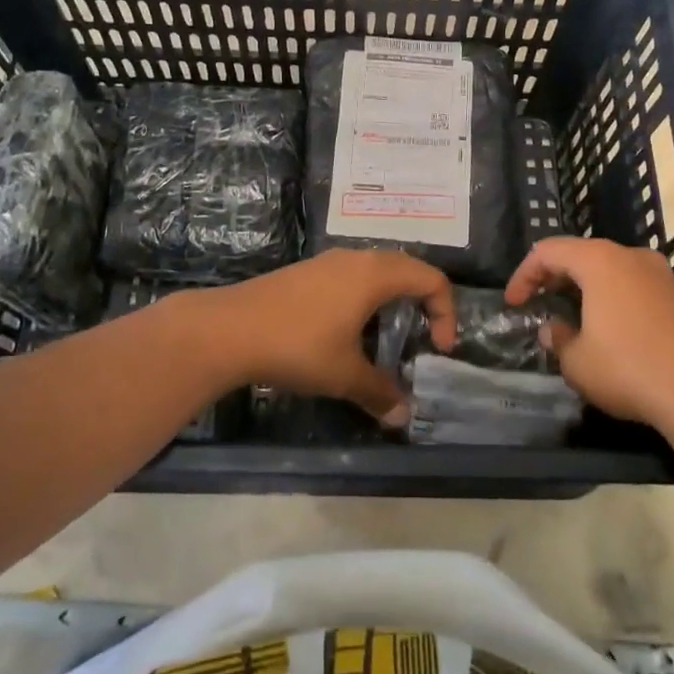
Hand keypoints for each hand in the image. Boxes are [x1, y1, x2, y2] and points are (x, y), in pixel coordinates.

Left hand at [188, 251, 455, 426]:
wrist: (227, 329)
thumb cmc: (297, 346)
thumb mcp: (343, 375)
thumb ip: (379, 392)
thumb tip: (403, 415)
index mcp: (375, 275)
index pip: (432, 279)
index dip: (446, 312)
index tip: (439, 348)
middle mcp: (355, 259)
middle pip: (406, 268)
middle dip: (423, 301)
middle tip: (422, 337)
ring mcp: (327, 262)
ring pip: (375, 271)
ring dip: (391, 299)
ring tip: (383, 337)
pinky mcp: (305, 272)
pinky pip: (350, 277)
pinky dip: (364, 298)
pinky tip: (345, 332)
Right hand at [505, 237, 673, 434]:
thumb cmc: (629, 367)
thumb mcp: (577, 362)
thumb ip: (559, 341)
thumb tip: (555, 331)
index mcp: (599, 261)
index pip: (548, 251)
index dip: (524, 275)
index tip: (513, 304)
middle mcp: (632, 258)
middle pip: (583, 255)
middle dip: (556, 278)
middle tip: (540, 305)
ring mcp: (663, 277)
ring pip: (613, 272)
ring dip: (587, 291)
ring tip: (574, 320)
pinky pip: (637, 290)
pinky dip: (615, 303)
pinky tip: (613, 335)